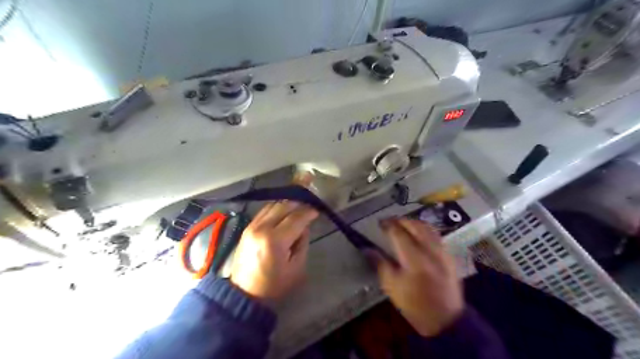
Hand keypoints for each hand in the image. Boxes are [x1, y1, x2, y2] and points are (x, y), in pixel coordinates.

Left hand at [231, 200, 318, 304]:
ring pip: (273, 205)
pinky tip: (284, 213)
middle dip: (299, 204)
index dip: (308, 212)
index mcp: (275, 240)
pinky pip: (264, 210)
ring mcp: (252, 226)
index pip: (296, 218)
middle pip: (284, 206)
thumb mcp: (296, 267)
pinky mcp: (247, 227)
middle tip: (309, 208)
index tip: (317, 210)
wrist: (244, 293)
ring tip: (298, 209)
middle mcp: (262, 228)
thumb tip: (304, 226)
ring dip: (287, 204)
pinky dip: (276, 208)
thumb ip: (302, 243)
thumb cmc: (274, 284)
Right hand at [376, 217, 465, 337]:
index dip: (388, 225)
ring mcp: (442, 252)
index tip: (380, 223)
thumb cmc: (414, 305)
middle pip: (415, 225)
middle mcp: (430, 251)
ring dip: (413, 223)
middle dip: (401, 221)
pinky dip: (425, 230)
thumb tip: (367, 249)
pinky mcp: (449, 256)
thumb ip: (380, 264)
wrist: (445, 320)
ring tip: (403, 226)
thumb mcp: (391, 286)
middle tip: (390, 222)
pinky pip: (436, 235)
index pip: (399, 233)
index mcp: (414, 259)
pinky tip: (418, 235)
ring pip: (428, 228)